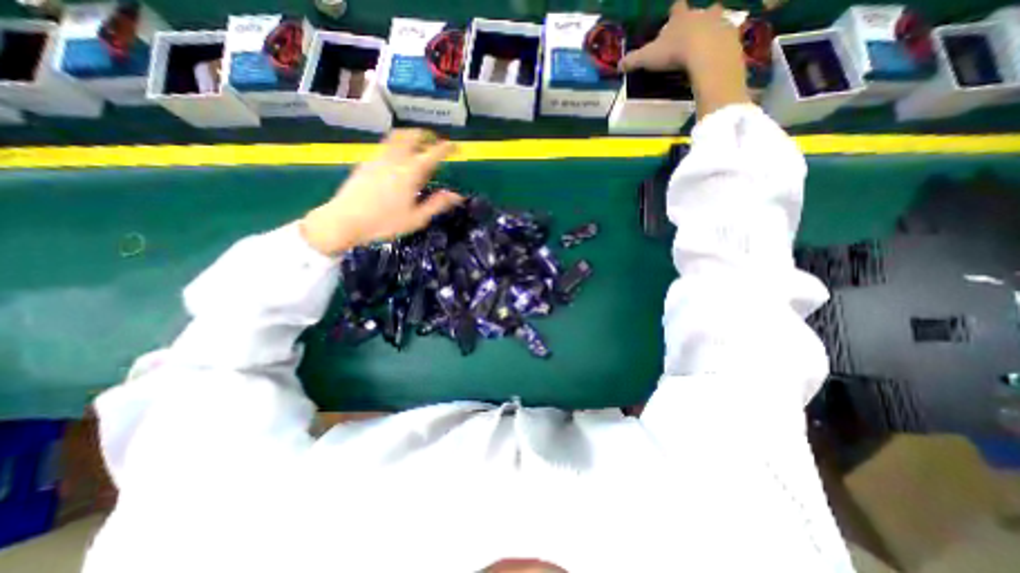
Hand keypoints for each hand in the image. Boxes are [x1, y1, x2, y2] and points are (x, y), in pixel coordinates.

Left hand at [299, 130, 461, 255]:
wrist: (344, 221)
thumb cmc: (384, 223)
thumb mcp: (416, 219)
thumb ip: (437, 204)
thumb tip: (456, 195)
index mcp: (410, 173)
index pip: (433, 154)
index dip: (446, 148)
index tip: (456, 147)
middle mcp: (395, 159)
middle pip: (412, 136)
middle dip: (426, 135)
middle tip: (435, 140)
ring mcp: (378, 158)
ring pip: (395, 137)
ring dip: (410, 135)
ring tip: (417, 142)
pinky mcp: (366, 162)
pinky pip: (384, 145)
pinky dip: (396, 143)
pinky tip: (397, 155)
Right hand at [618, 0, 750, 115]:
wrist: (707, 52)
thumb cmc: (675, 51)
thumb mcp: (648, 57)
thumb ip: (633, 61)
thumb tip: (618, 66)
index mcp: (681, 16)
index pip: (677, 7)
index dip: (674, 12)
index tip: (673, 16)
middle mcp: (701, 13)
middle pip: (701, 10)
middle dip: (697, 19)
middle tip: (693, 33)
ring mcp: (719, 21)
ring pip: (717, 20)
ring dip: (712, 30)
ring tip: (706, 45)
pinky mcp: (731, 35)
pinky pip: (727, 37)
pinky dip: (722, 44)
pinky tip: (716, 56)